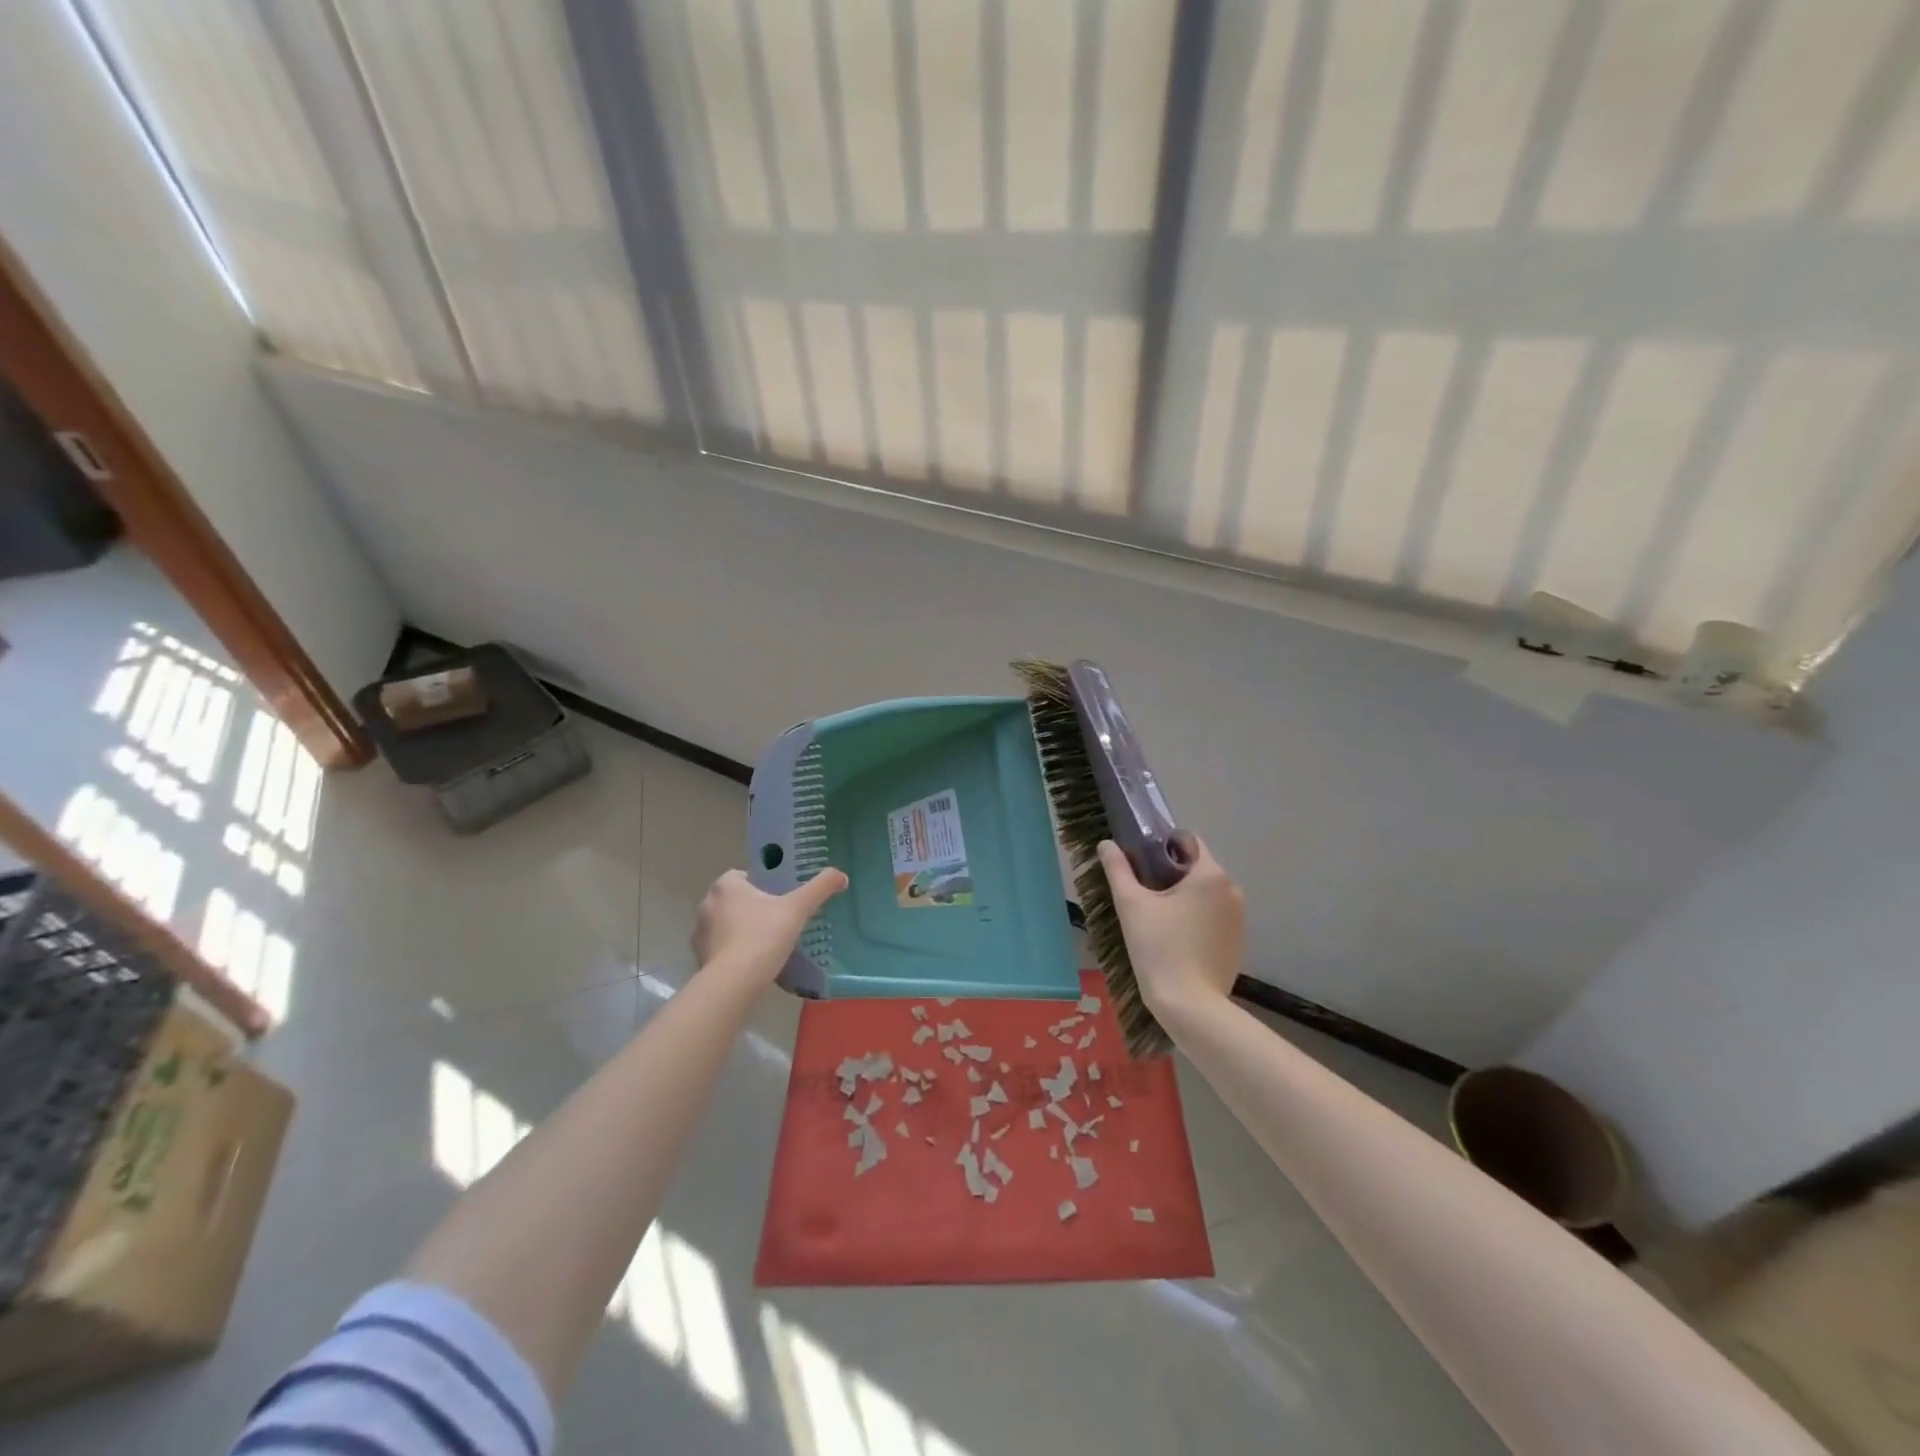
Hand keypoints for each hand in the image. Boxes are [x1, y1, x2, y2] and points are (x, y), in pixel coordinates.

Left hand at [693, 868, 847, 982]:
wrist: (734, 983)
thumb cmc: (764, 936)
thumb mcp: (798, 908)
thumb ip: (820, 888)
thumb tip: (841, 875)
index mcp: (726, 885)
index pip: (746, 876)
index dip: (765, 885)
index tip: (782, 899)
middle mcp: (708, 903)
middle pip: (737, 900)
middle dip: (755, 908)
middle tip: (780, 921)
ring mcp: (700, 932)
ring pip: (728, 924)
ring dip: (743, 930)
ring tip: (768, 944)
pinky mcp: (699, 957)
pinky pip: (722, 947)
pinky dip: (735, 952)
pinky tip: (754, 963)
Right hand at [1096, 838, 1242, 1020]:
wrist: (1191, 1006)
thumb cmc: (1159, 948)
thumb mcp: (1131, 905)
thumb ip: (1117, 869)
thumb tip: (1106, 844)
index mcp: (1210, 874)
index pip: (1187, 841)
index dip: (1161, 845)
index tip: (1139, 861)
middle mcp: (1232, 890)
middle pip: (1196, 867)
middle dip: (1169, 873)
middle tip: (1140, 892)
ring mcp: (1239, 918)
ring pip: (1204, 893)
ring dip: (1182, 896)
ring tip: (1154, 917)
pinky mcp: (1237, 942)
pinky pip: (1213, 916)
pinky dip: (1194, 918)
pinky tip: (1174, 939)